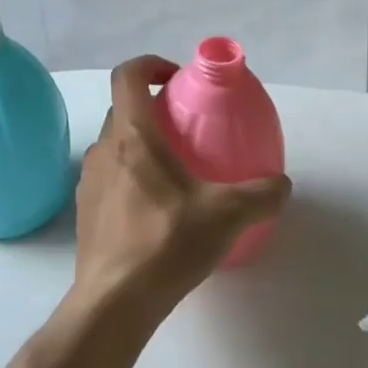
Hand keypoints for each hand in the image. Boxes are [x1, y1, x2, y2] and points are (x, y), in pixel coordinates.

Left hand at [72, 56, 290, 312]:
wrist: (114, 302)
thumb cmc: (166, 244)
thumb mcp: (228, 215)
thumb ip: (262, 193)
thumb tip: (281, 185)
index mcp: (132, 137)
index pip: (128, 76)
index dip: (151, 64)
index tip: (178, 79)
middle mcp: (103, 151)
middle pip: (124, 111)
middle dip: (154, 110)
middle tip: (188, 131)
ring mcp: (88, 183)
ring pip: (115, 147)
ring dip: (142, 146)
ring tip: (177, 174)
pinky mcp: (85, 213)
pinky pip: (110, 179)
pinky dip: (132, 178)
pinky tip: (158, 212)